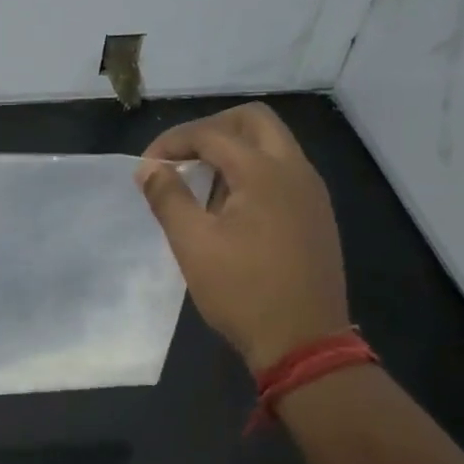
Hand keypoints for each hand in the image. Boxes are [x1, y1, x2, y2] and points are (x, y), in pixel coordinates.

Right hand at [137, 102, 350, 371]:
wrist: (304, 342)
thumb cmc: (242, 292)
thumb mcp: (192, 244)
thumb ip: (168, 197)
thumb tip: (149, 168)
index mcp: (264, 173)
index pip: (212, 134)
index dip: (173, 142)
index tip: (147, 167)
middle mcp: (295, 171)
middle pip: (253, 121)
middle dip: (211, 129)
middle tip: (181, 156)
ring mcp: (311, 192)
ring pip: (272, 144)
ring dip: (233, 149)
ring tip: (199, 181)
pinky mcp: (316, 214)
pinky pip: (283, 171)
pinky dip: (252, 170)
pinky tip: (229, 206)